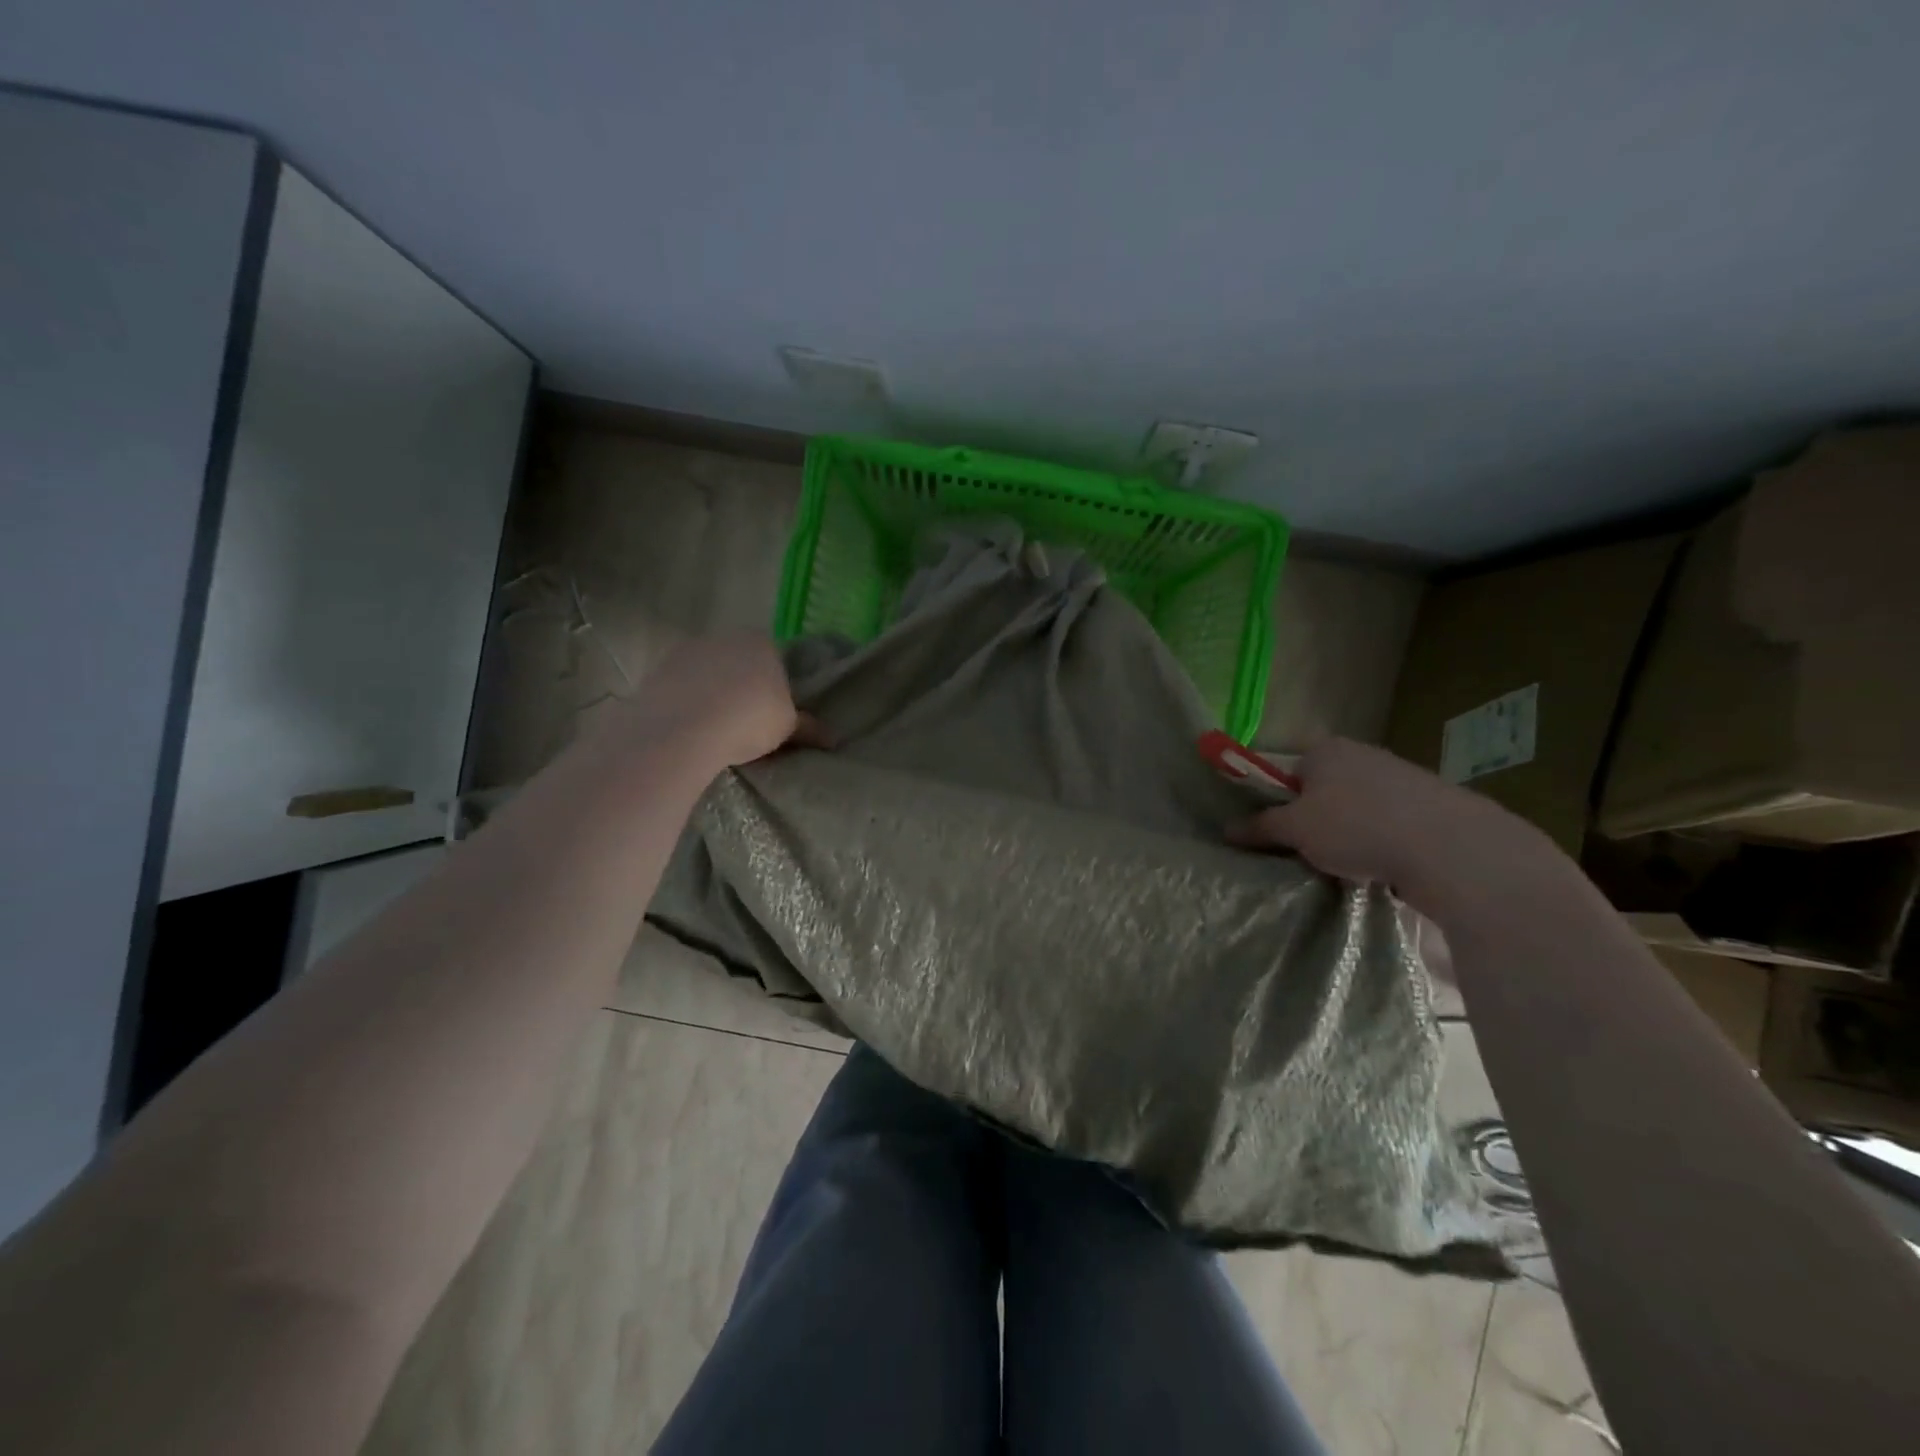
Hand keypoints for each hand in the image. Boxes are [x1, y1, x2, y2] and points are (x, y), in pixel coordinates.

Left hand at [624, 632, 822, 767]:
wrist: (684, 729)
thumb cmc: (749, 719)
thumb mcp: (787, 728)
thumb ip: (809, 728)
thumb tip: (833, 738)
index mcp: (762, 642)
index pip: (775, 658)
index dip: (775, 686)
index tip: (772, 713)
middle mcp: (725, 637)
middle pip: (739, 662)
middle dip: (742, 687)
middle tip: (746, 723)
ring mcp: (688, 650)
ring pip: (708, 673)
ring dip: (712, 693)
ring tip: (715, 729)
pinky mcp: (658, 669)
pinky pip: (681, 686)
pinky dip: (686, 702)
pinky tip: (690, 728)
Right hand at [1224, 738, 1557, 915]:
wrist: (1450, 848)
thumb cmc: (1356, 827)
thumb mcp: (1295, 830)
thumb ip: (1260, 827)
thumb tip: (1227, 829)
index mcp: (1325, 749)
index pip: (1287, 771)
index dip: (1278, 802)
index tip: (1278, 833)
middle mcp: (1363, 754)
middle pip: (1323, 790)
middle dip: (1315, 820)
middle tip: (1307, 853)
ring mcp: (1402, 778)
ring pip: (1358, 809)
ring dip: (1349, 834)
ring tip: (1346, 866)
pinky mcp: (1433, 805)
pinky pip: (1391, 825)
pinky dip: (1382, 844)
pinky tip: (1382, 869)